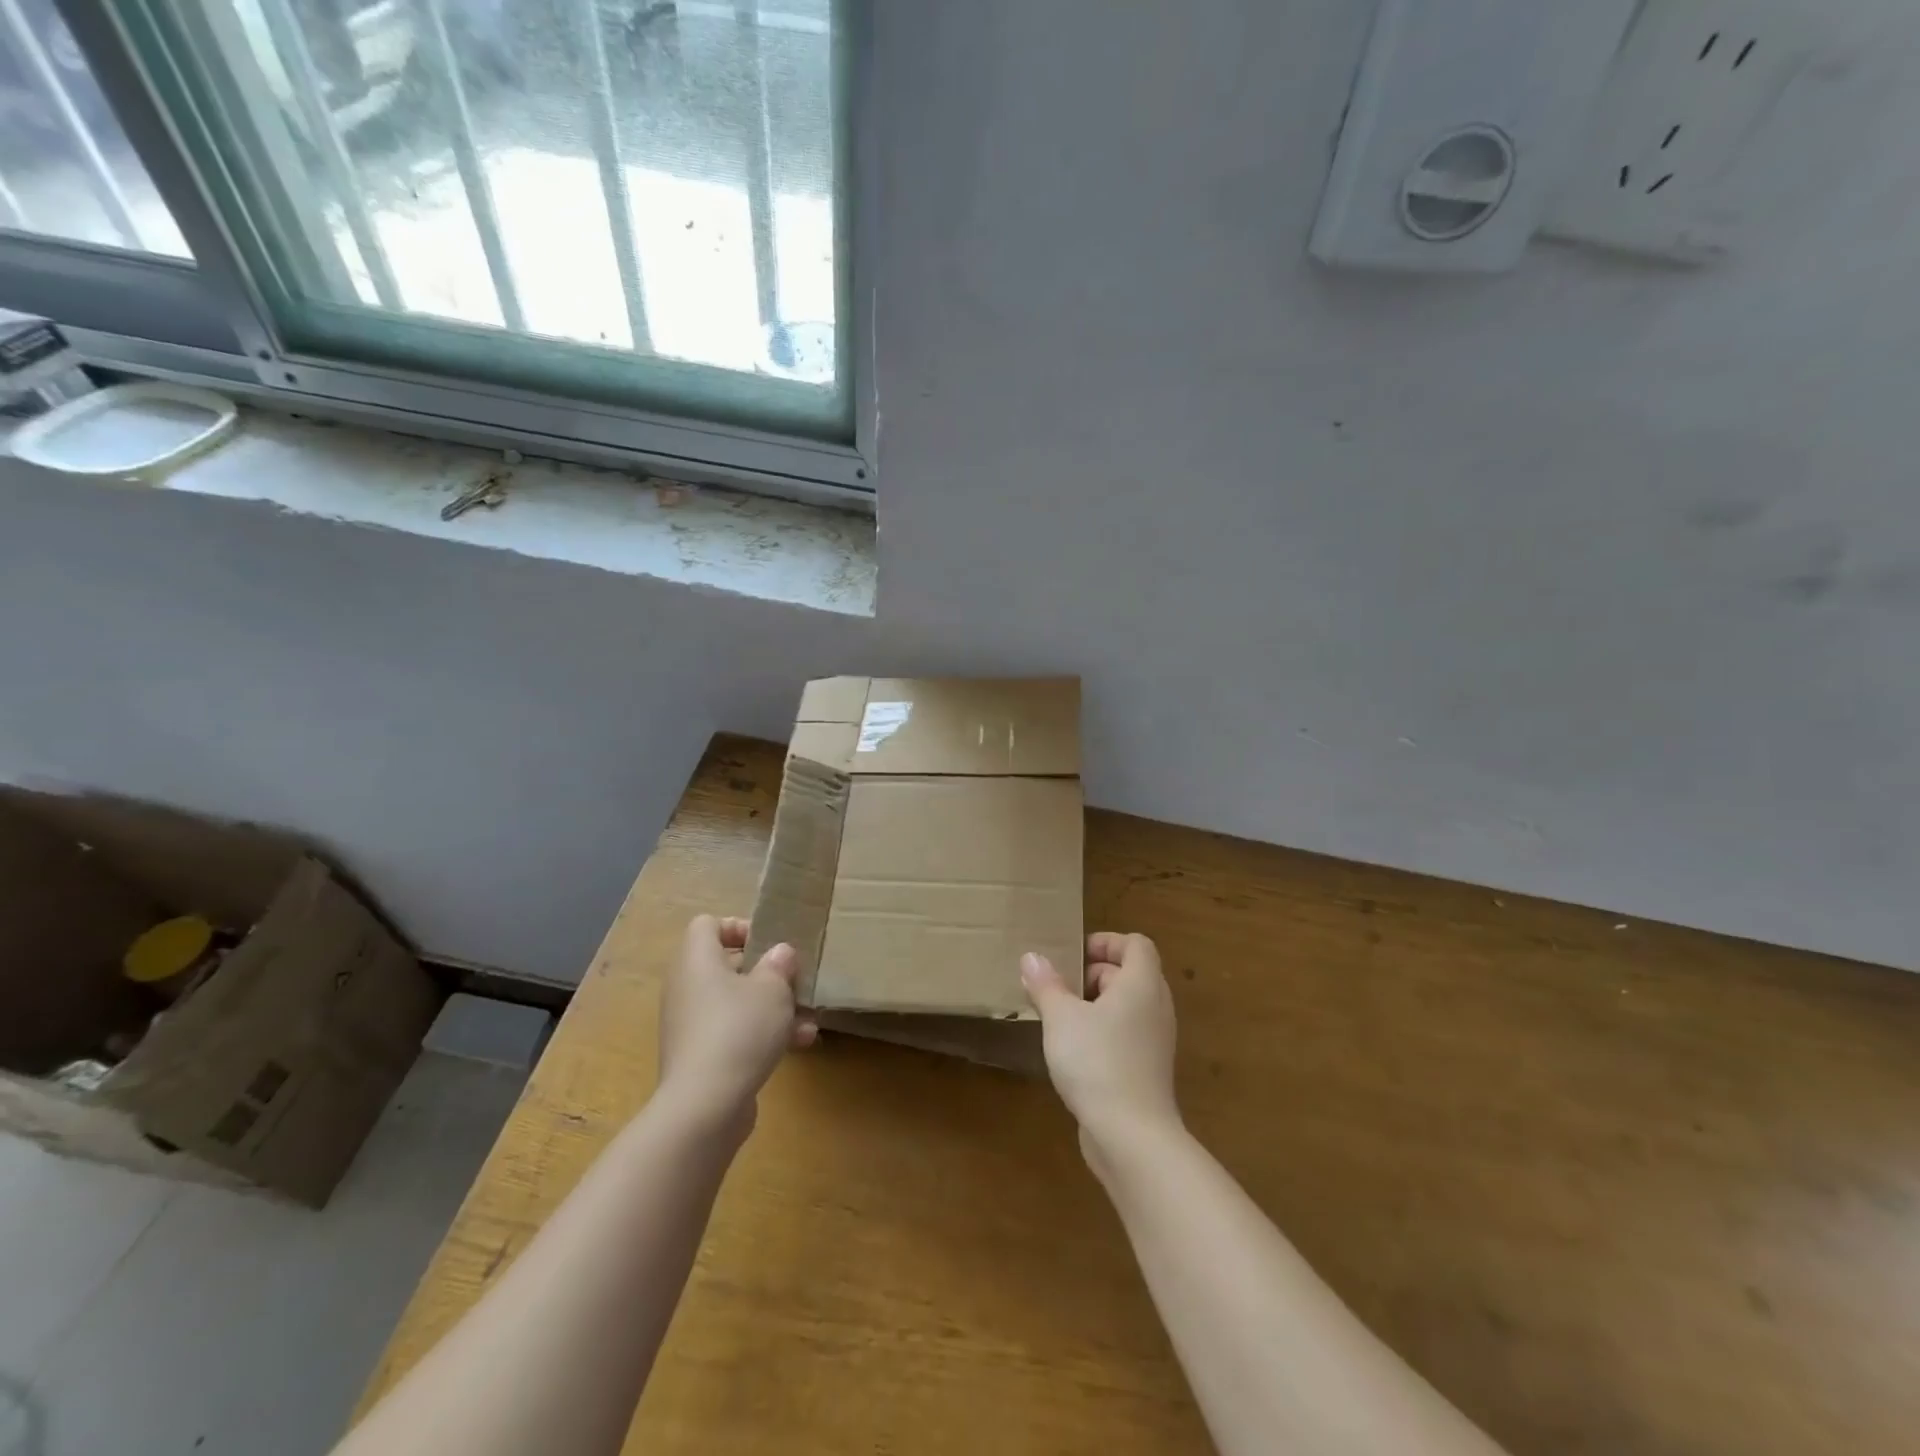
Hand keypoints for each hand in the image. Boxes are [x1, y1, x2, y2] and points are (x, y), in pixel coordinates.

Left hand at [659, 915, 816, 1138]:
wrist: (705, 1106)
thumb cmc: (739, 1029)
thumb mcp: (772, 988)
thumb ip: (779, 964)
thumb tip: (779, 953)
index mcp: (697, 960)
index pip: (707, 925)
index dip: (739, 927)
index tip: (770, 943)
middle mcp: (686, 987)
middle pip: (725, 965)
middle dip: (765, 973)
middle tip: (793, 980)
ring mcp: (690, 1024)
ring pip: (734, 1002)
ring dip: (771, 1008)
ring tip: (807, 1020)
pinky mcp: (699, 1057)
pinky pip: (732, 1032)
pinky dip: (760, 1034)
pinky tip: (798, 1046)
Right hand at [1020, 932, 1179, 1155]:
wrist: (1132, 1136)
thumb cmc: (1097, 1061)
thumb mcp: (1061, 1017)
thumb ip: (1046, 984)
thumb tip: (1032, 957)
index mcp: (1141, 984)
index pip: (1136, 944)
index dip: (1106, 942)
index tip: (1073, 955)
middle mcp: (1156, 1007)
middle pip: (1130, 973)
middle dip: (1094, 974)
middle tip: (1059, 987)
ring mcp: (1156, 1041)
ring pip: (1127, 1007)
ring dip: (1095, 1005)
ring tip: (1060, 1018)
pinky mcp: (1148, 1070)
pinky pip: (1127, 1035)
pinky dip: (1104, 1032)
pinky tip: (1074, 1052)